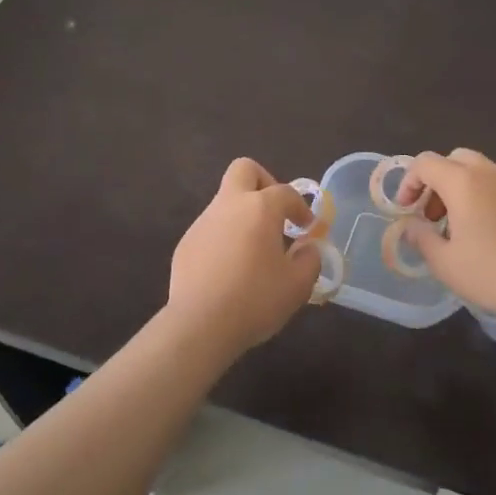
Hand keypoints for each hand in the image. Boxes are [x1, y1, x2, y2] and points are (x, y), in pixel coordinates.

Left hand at [166, 158, 319, 358]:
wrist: (200, 324)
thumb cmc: (255, 300)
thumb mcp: (297, 286)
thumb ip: (309, 260)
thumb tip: (308, 249)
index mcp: (259, 208)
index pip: (285, 192)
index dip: (301, 207)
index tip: (307, 228)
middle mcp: (229, 205)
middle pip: (244, 170)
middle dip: (263, 182)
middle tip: (275, 213)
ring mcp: (203, 222)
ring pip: (225, 201)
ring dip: (242, 215)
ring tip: (254, 251)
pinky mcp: (186, 243)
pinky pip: (210, 229)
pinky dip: (224, 238)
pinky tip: (230, 270)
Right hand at [395, 149, 495, 325]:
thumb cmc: (492, 273)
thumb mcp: (445, 263)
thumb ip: (421, 238)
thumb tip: (411, 226)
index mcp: (463, 182)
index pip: (425, 163)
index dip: (408, 182)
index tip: (406, 209)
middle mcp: (488, 173)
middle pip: (453, 159)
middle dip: (435, 181)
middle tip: (430, 213)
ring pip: (476, 170)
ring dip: (458, 188)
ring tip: (455, 225)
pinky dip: (480, 196)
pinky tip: (482, 231)